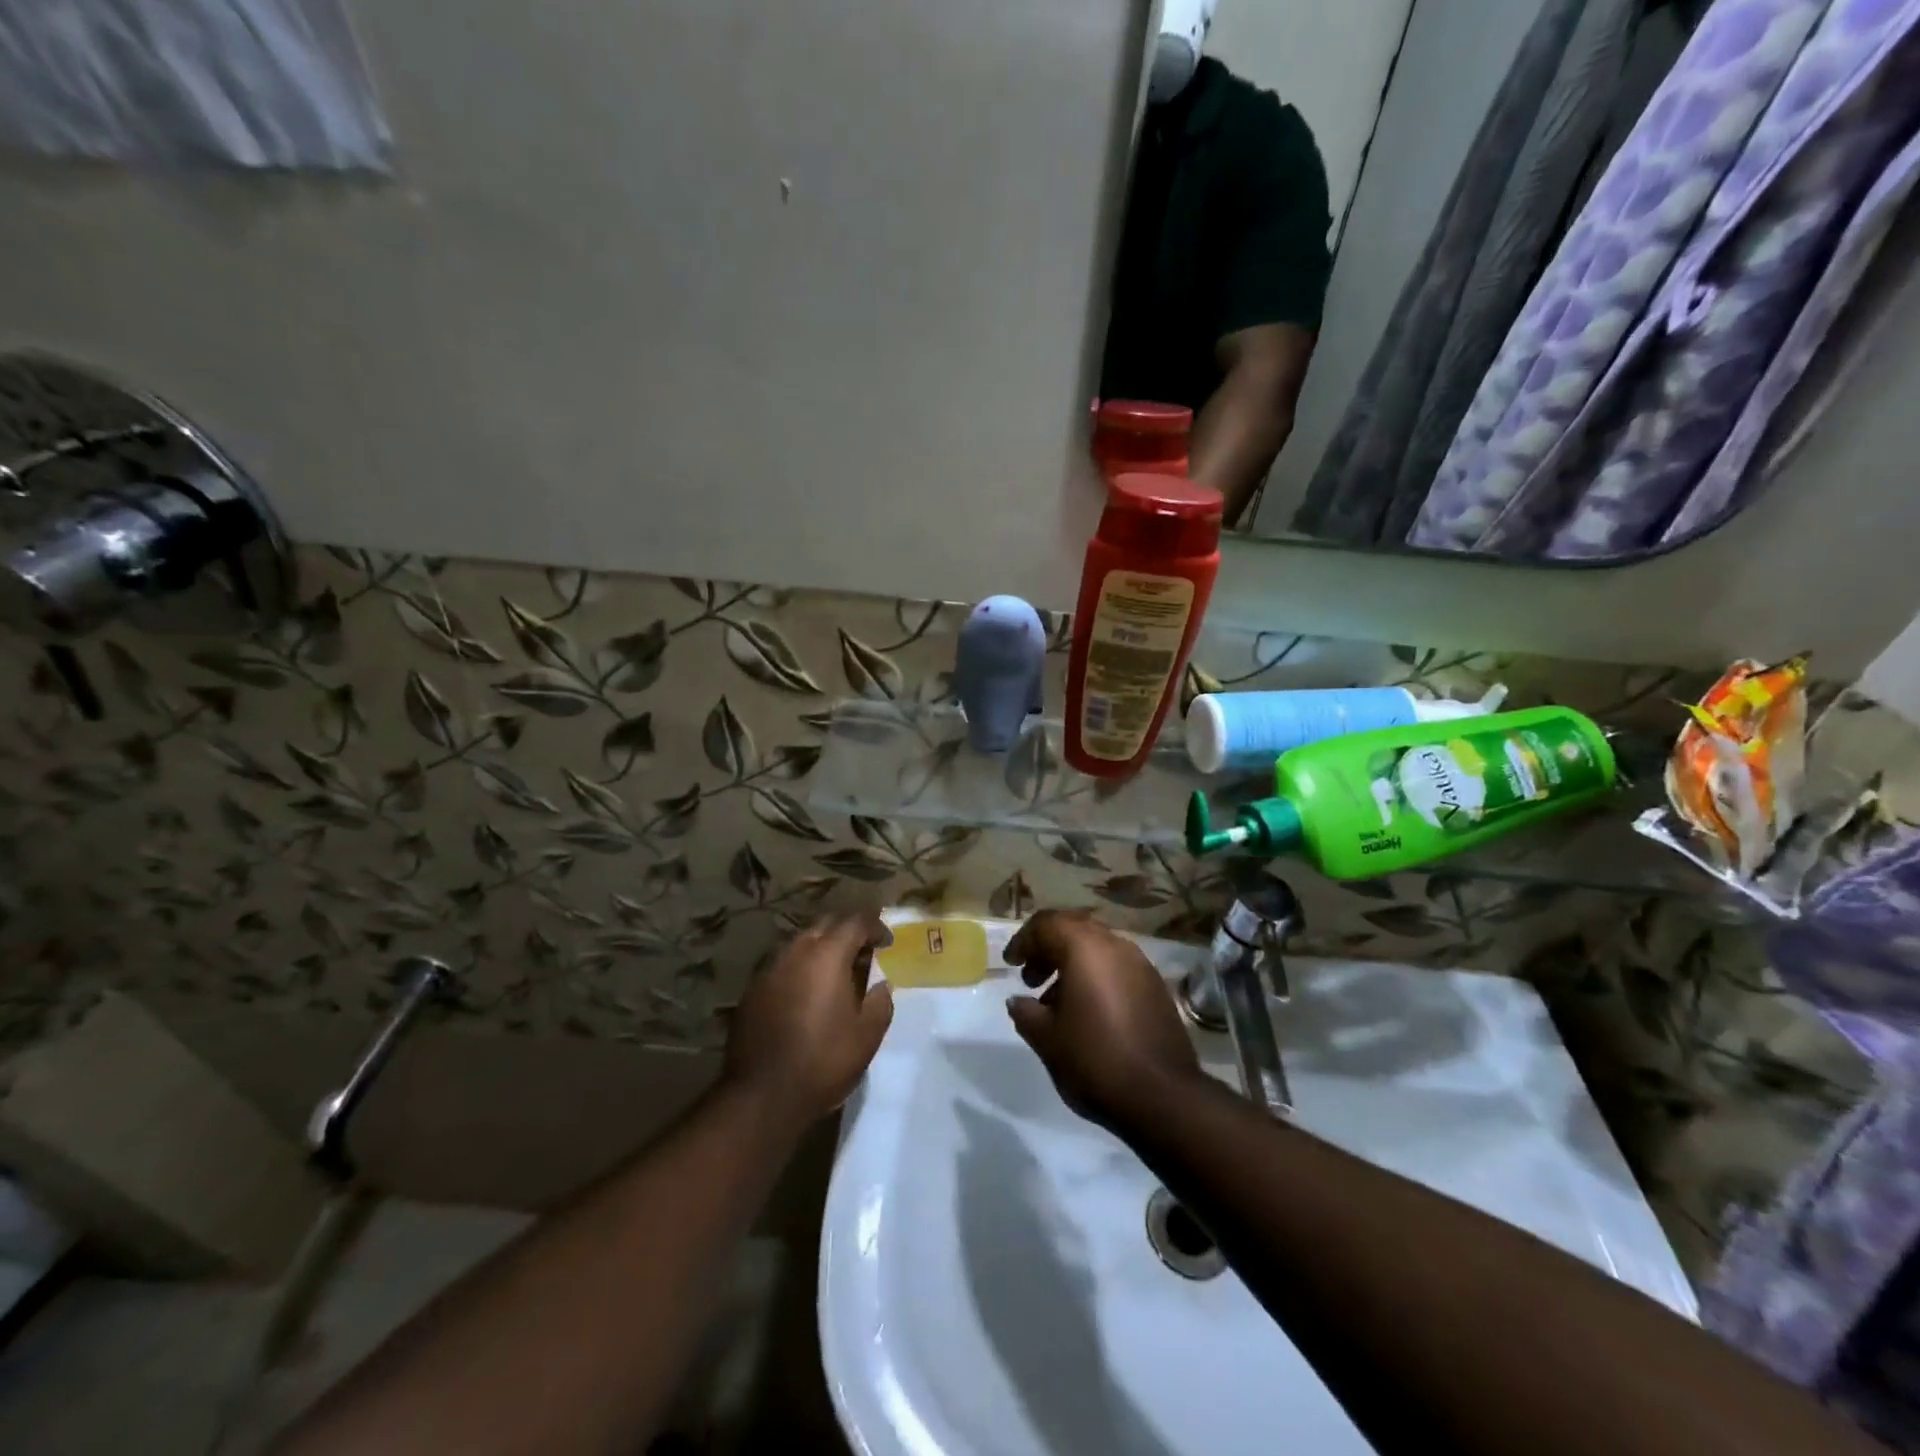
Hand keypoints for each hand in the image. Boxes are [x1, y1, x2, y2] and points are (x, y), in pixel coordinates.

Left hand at [724, 913, 894, 1124]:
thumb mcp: (867, 1036)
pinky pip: (782, 966)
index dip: (875, 927)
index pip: (855, 922)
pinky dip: (799, 970)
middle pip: (825, 925)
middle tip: (862, 955)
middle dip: (846, 933)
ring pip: (800, 944)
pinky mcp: (752, 991)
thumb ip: (880, 1003)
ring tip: (834, 976)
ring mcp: (769, 970)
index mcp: (827, 956)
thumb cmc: (823, 1061)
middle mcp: (795, 952)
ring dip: (821, 951)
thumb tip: (881, 985)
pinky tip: (806, 996)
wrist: (761, 1095)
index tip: (887, 943)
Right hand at [1005, 909, 1201, 1132]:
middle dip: (1048, 949)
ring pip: (1098, 949)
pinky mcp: (1156, 988)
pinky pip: (1117, 968)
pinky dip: (1096, 978)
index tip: (1011, 964)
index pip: (1047, 923)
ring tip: (1055, 1002)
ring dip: (1072, 965)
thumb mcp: (1046, 1038)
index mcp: (1085, 948)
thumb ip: (1025, 1012)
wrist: (1162, 1097)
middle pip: (1074, 930)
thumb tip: (1018, 1001)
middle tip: (1030, 979)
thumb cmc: (1094, 1059)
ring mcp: (1141, 965)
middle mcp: (1115, 945)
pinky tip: (1087, 1014)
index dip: (1024, 940)